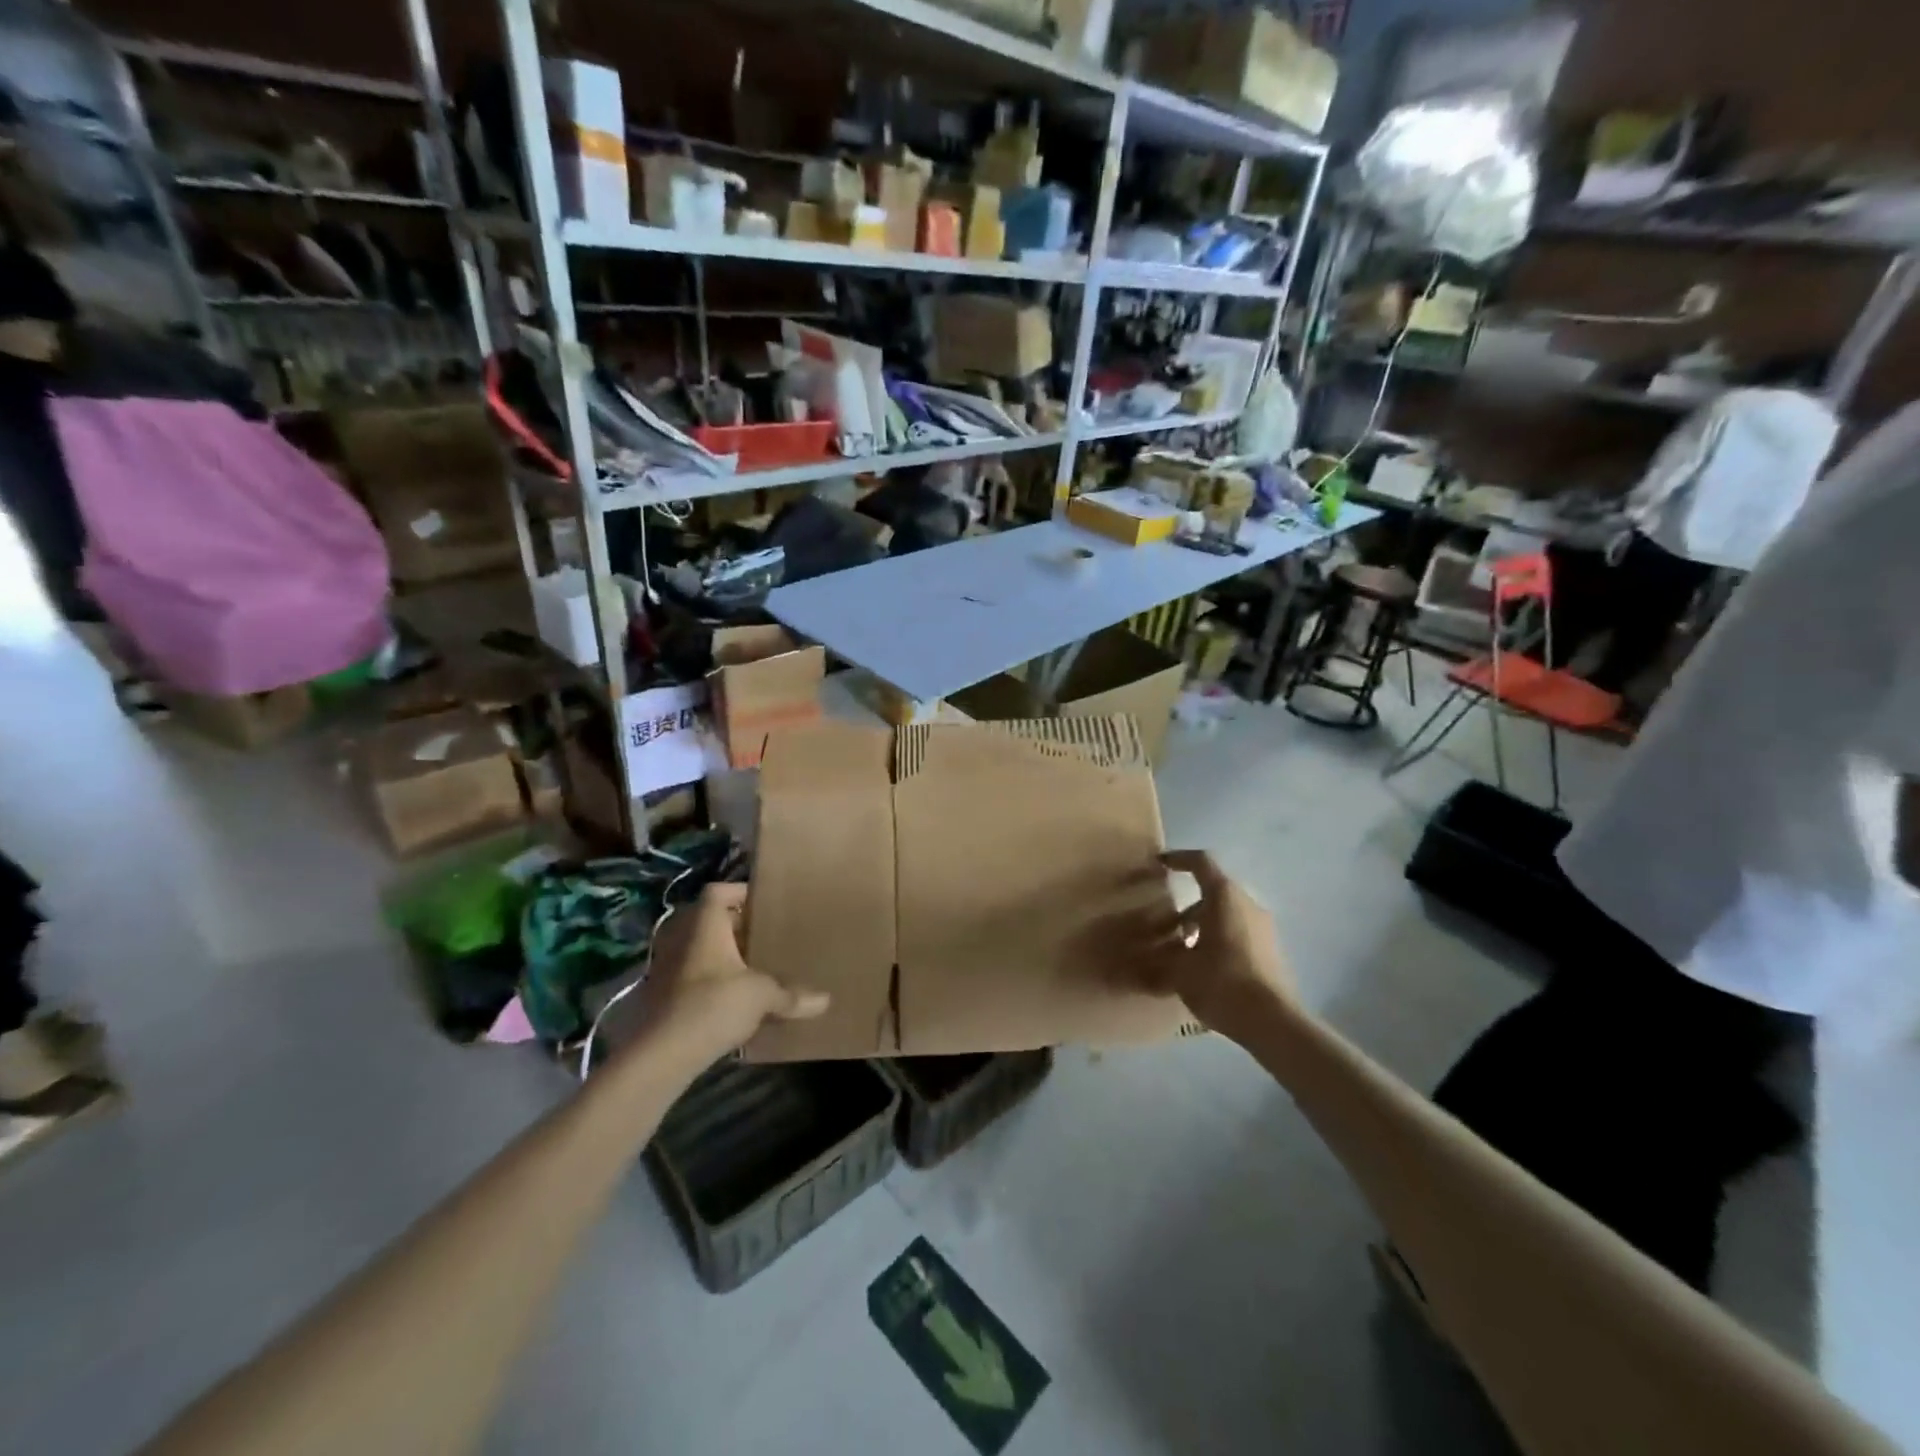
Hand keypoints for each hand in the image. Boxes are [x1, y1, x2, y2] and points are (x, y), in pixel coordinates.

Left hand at [632, 883, 828, 1060]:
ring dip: (720, 956)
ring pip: (697, 950)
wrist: (659, 1055)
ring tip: (750, 968)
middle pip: (707, 920)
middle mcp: (681, 939)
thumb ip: (791, 995)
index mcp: (704, 925)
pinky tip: (730, 1000)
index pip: (718, 892)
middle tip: (763, 936)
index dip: (740, 893)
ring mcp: (666, 968)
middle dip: (734, 927)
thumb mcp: (761, 996)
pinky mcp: (659, 997)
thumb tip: (825, 1001)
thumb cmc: (712, 1005)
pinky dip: (708, 981)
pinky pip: (689, 977)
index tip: (765, 905)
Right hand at [1122, 851, 1296, 1033]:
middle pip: (1214, 891)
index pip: (1201, 862)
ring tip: (1181, 949)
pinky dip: (1218, 939)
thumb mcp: (1179, 971)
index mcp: (1225, 897)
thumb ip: (1157, 959)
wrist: (1273, 1022)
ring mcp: (1263, 928)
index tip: (1160, 864)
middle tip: (1164, 923)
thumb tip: (1134, 963)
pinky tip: (1204, 967)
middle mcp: (1247, 904)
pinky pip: (1239, 932)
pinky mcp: (1270, 950)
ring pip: (1227, 914)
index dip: (1179, 859)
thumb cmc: (1221, 982)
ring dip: (1202, 924)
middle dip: (1187, 904)